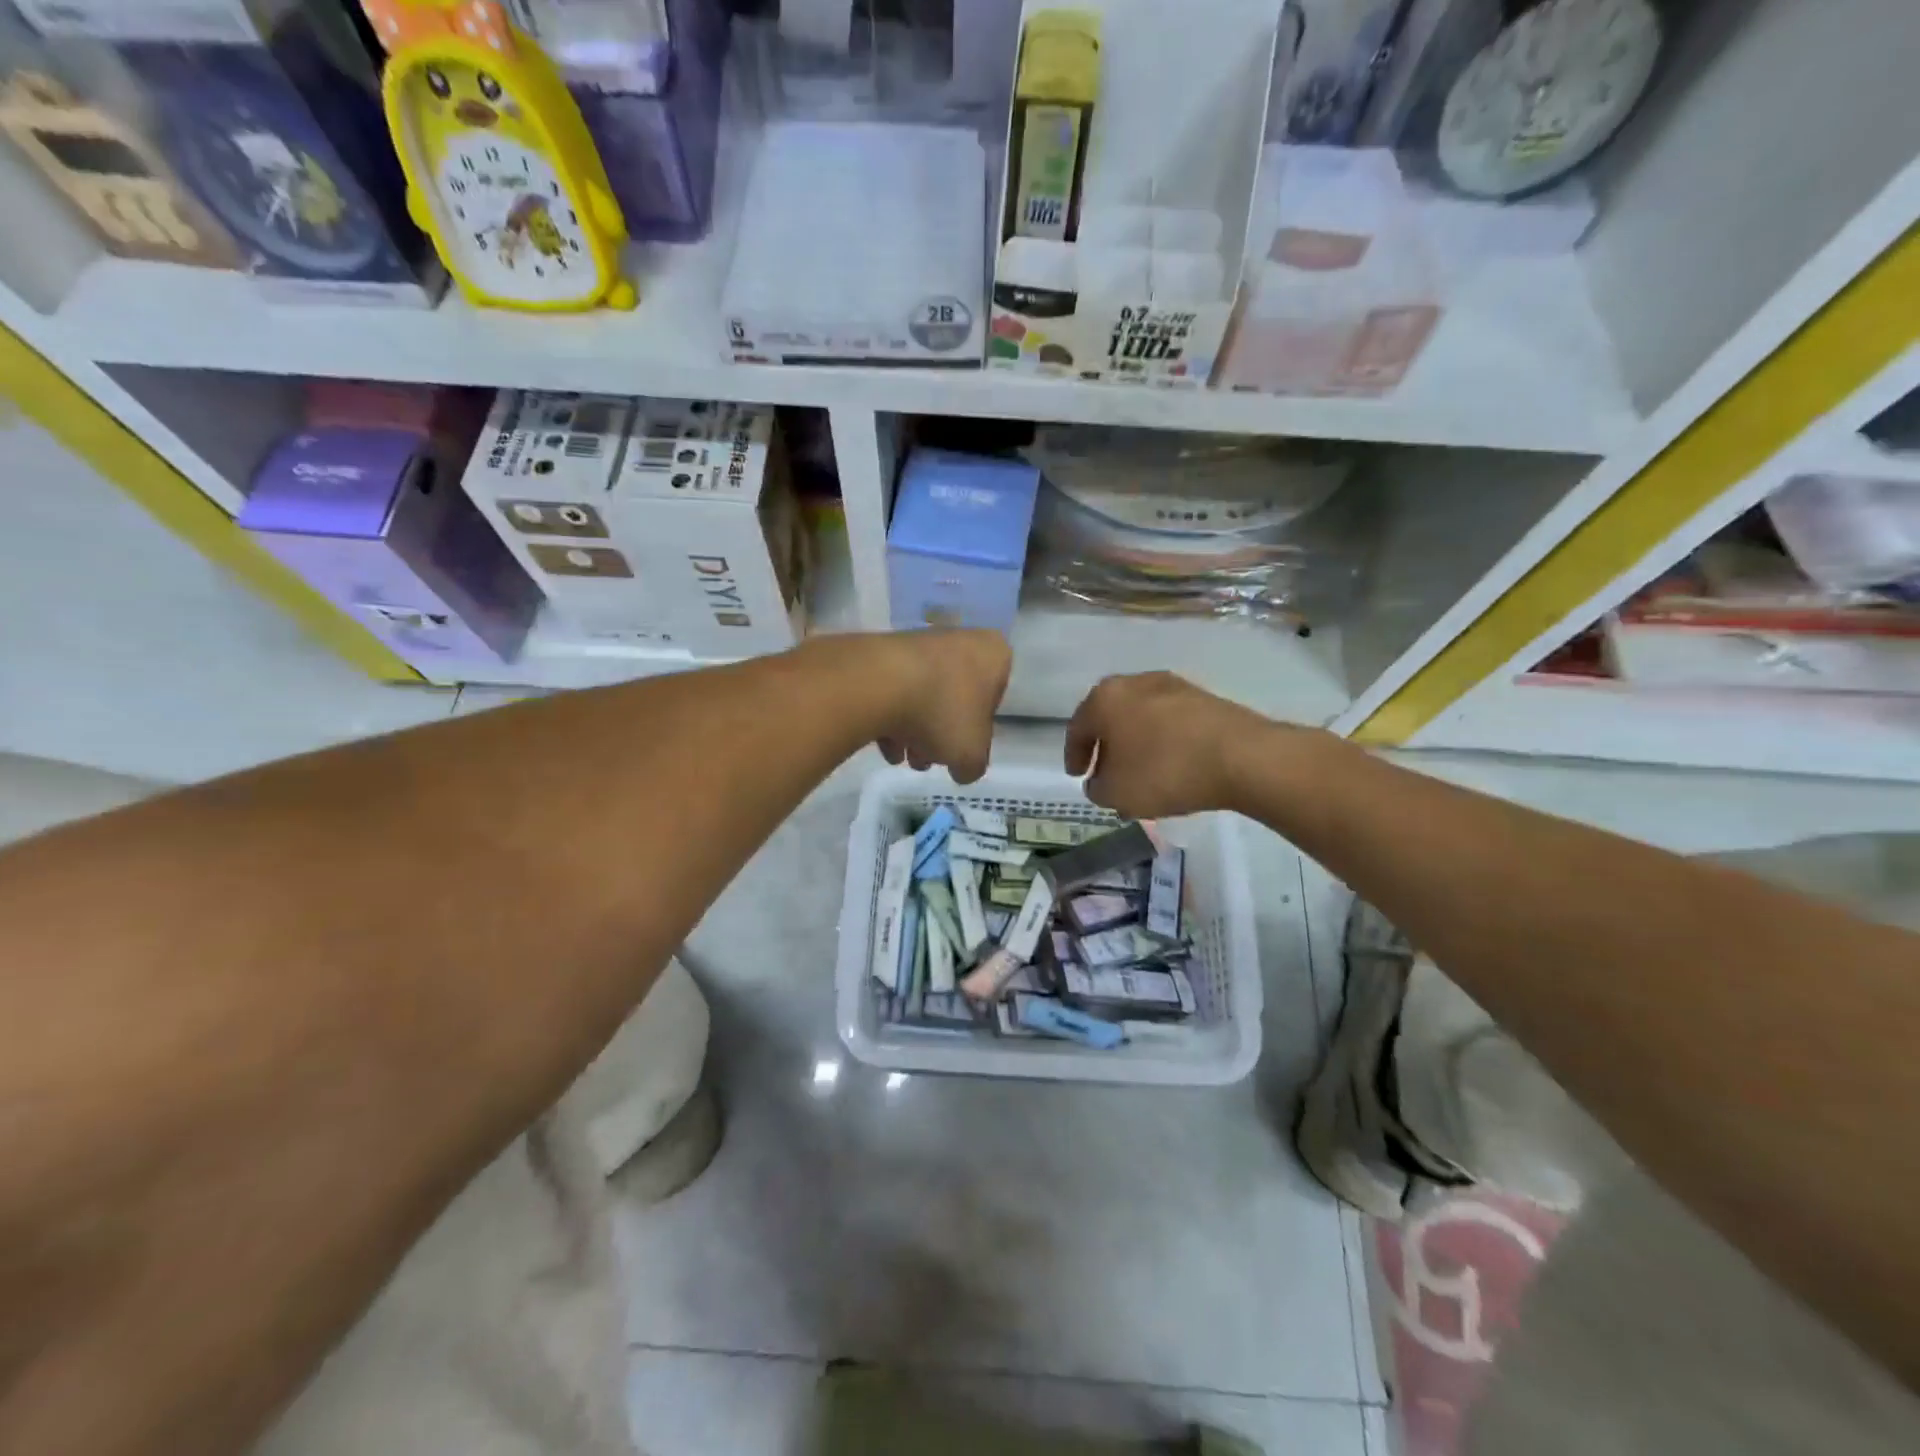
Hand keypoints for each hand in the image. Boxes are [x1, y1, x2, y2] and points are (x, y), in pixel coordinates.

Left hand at [871, 630, 1009, 782]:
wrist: (879, 682)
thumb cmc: (942, 712)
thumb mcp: (971, 754)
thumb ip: (973, 765)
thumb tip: (963, 768)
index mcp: (993, 654)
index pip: (994, 699)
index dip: (977, 732)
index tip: (961, 750)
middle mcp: (961, 640)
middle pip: (954, 699)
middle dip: (940, 734)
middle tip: (926, 760)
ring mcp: (920, 642)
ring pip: (924, 696)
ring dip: (914, 731)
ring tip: (900, 757)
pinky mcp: (885, 651)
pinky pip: (896, 689)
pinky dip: (891, 716)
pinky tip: (883, 744)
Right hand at [1066, 671, 1276, 817]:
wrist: (1242, 757)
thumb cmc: (1164, 771)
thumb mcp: (1117, 793)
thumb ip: (1098, 788)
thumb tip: (1099, 781)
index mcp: (1105, 698)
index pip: (1078, 727)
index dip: (1074, 755)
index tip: (1078, 776)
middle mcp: (1134, 682)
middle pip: (1110, 716)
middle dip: (1107, 745)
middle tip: (1106, 772)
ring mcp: (1172, 686)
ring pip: (1142, 717)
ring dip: (1137, 743)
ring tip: (1141, 772)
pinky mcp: (1204, 697)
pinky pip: (1171, 722)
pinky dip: (1164, 741)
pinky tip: (1172, 765)